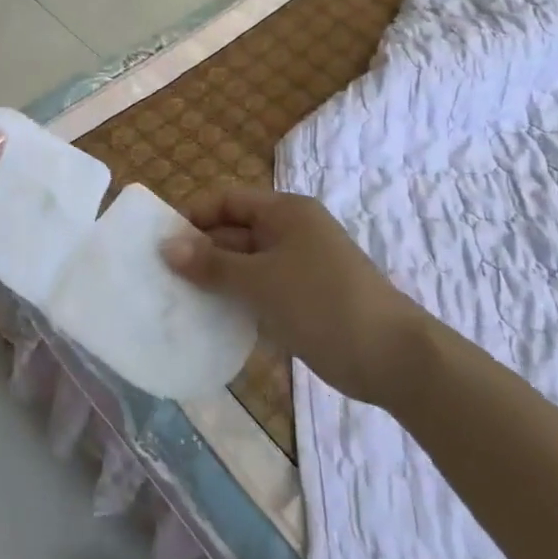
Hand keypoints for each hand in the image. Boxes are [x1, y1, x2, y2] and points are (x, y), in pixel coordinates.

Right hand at [162, 185, 429, 408]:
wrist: (394, 358)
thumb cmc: (322, 304)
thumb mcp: (260, 281)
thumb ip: (211, 264)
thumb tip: (166, 245)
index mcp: (284, 212)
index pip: (228, 200)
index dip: (194, 216)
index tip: (163, 244)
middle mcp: (291, 231)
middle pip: (235, 231)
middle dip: (201, 252)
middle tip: (164, 278)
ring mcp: (300, 266)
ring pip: (246, 264)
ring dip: (217, 280)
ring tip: (180, 301)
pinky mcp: (305, 299)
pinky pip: (261, 290)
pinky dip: (239, 301)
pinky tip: (213, 321)